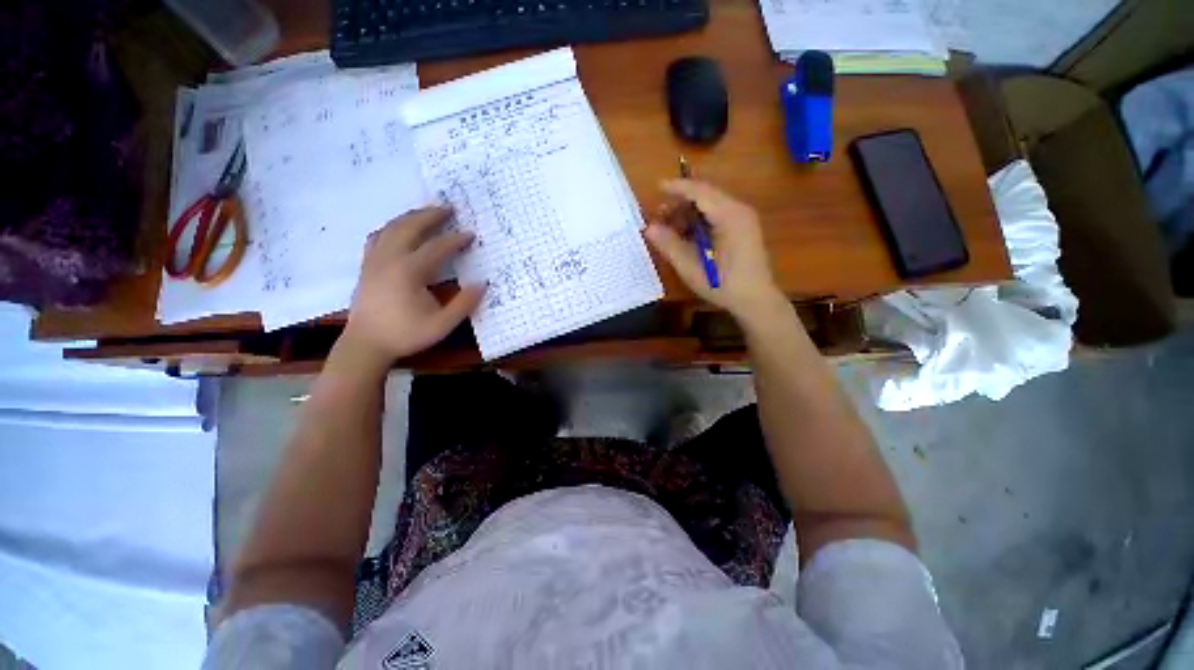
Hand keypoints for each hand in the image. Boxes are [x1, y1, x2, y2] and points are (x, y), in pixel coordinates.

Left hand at [338, 207, 485, 368]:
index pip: (436, 248)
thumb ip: (464, 304)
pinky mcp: (367, 266)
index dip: (456, 240)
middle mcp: (389, 259)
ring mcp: (374, 260)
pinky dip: (392, 228)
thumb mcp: (442, 324)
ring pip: (391, 228)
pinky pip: (378, 237)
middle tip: (449, 208)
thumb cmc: (405, 335)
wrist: (366, 344)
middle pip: (410, 227)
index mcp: (409, 272)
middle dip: (431, 215)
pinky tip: (399, 230)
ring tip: (427, 213)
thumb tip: (483, 284)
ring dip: (411, 217)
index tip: (471, 234)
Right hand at [645, 180, 786, 323]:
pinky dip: (699, 222)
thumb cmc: (723, 284)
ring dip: (688, 214)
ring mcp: (743, 219)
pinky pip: (717, 216)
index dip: (677, 188)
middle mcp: (739, 210)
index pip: (700, 191)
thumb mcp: (692, 267)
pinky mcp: (743, 229)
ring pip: (710, 206)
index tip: (657, 187)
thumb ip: (669, 245)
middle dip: (680, 204)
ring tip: (669, 230)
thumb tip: (649, 228)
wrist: (756, 301)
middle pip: (705, 196)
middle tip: (659, 218)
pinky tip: (687, 237)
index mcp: (729, 215)